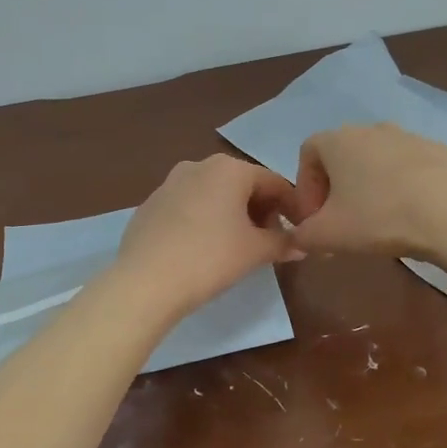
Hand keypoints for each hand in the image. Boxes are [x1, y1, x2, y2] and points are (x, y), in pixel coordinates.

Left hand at [114, 154, 301, 318]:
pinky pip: (188, 207)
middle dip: (261, 210)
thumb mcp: (255, 251)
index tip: (300, 230)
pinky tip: (203, 249)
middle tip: (269, 241)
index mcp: (229, 168)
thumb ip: (282, 242)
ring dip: (232, 215)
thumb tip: (300, 244)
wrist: (146, 281)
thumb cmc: (210, 258)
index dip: (292, 207)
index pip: (274, 182)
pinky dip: (204, 221)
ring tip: (238, 246)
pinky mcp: (150, 205)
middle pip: (242, 185)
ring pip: (213, 194)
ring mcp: (169, 183)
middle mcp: (198, 165)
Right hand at [291, 124, 446, 257]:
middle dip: (336, 188)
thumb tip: (297, 238)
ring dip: (370, 186)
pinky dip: (404, 186)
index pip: (307, 154)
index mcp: (339, 140)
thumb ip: (301, 236)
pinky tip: (412, 214)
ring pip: (378, 160)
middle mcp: (372, 128)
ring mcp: (410, 136)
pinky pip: (410, 167)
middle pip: (343, 156)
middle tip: (342, 222)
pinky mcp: (441, 151)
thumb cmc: (378, 218)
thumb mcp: (327, 235)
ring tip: (379, 220)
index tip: (314, 218)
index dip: (305, 187)